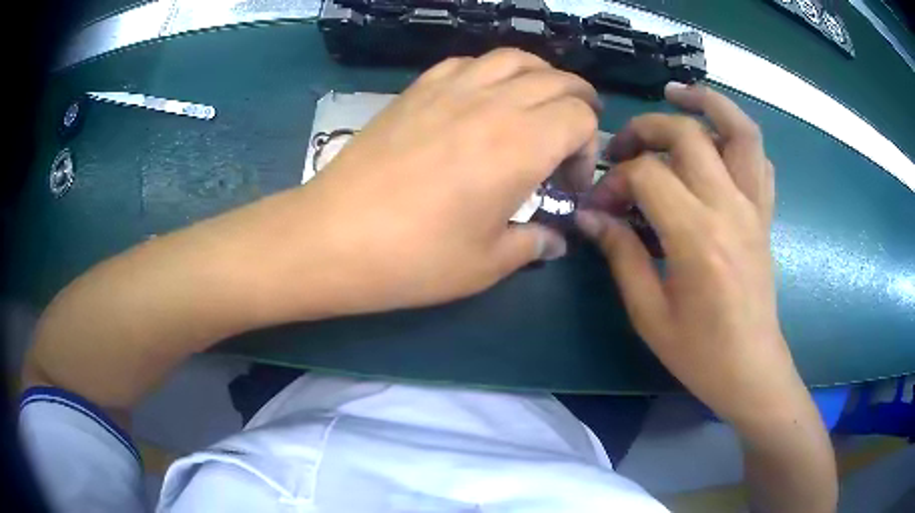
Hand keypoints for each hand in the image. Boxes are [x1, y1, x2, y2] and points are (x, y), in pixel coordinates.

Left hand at [296, 49, 598, 312]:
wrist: (333, 237)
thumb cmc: (414, 258)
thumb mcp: (486, 264)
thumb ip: (532, 244)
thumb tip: (554, 241)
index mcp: (521, 145)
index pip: (580, 117)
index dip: (587, 148)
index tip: (567, 183)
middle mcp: (494, 103)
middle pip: (557, 80)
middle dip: (578, 104)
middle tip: (570, 137)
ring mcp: (451, 88)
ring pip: (515, 58)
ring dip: (540, 76)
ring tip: (538, 104)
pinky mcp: (418, 88)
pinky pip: (469, 61)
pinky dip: (492, 71)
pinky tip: (484, 97)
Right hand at [577, 83, 800, 425]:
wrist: (751, 369)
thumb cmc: (699, 352)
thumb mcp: (649, 313)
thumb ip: (620, 255)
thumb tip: (591, 216)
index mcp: (698, 238)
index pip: (649, 175)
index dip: (615, 180)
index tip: (600, 205)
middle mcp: (731, 208)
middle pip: (688, 135)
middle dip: (647, 129)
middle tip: (623, 147)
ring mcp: (755, 207)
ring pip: (740, 130)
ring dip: (709, 102)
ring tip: (678, 94)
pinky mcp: (766, 214)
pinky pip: (759, 159)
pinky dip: (738, 135)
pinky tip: (716, 140)